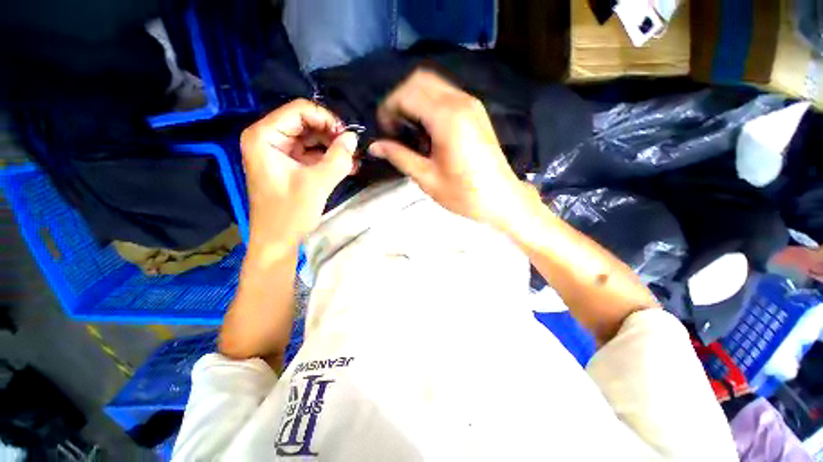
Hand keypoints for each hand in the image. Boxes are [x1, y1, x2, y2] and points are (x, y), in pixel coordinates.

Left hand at [240, 99, 357, 262]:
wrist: (277, 240)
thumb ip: (338, 158)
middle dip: (332, 135)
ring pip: (312, 138)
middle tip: (353, 150)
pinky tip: (347, 166)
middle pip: (306, 123)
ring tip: (353, 160)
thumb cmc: (290, 213)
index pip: (300, 110)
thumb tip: (354, 137)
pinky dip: (328, 158)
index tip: (347, 138)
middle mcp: (269, 138)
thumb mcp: (317, 184)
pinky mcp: (289, 164)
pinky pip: (312, 153)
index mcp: (264, 136)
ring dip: (333, 148)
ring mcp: (279, 151)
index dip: (327, 120)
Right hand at [370, 70, 529, 230]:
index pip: (407, 93)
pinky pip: (446, 95)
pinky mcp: (476, 111)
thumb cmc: (464, 193)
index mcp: (447, 118)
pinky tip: (428, 131)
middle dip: (400, 100)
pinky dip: (430, 104)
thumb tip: (375, 146)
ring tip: (410, 131)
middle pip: (420, 80)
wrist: (501, 198)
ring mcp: (471, 104)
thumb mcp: (427, 178)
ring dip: (415, 101)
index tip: (385, 131)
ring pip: (433, 84)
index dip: (389, 108)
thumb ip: (400, 157)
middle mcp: (461, 102)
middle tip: (395, 128)